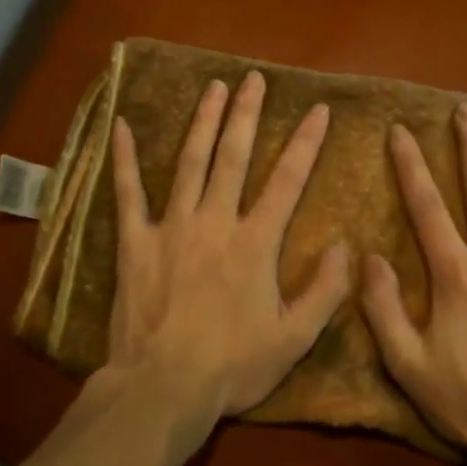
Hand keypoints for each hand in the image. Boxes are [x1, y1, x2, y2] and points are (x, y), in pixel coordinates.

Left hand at [104, 71, 350, 432]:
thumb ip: (325, 290)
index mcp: (255, 242)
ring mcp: (171, 226)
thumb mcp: (294, 338)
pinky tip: (123, 126)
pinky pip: (128, 193)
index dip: (306, 142)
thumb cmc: (232, 366)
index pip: (287, 180)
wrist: (162, 387)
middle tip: (253, 79)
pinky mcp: (135, 241)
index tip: (318, 109)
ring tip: (213, 88)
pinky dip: (125, 159)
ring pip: (190, 162)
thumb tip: (343, 246)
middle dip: (247, 114)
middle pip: (234, 156)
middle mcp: (215, 221)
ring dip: (203, 122)